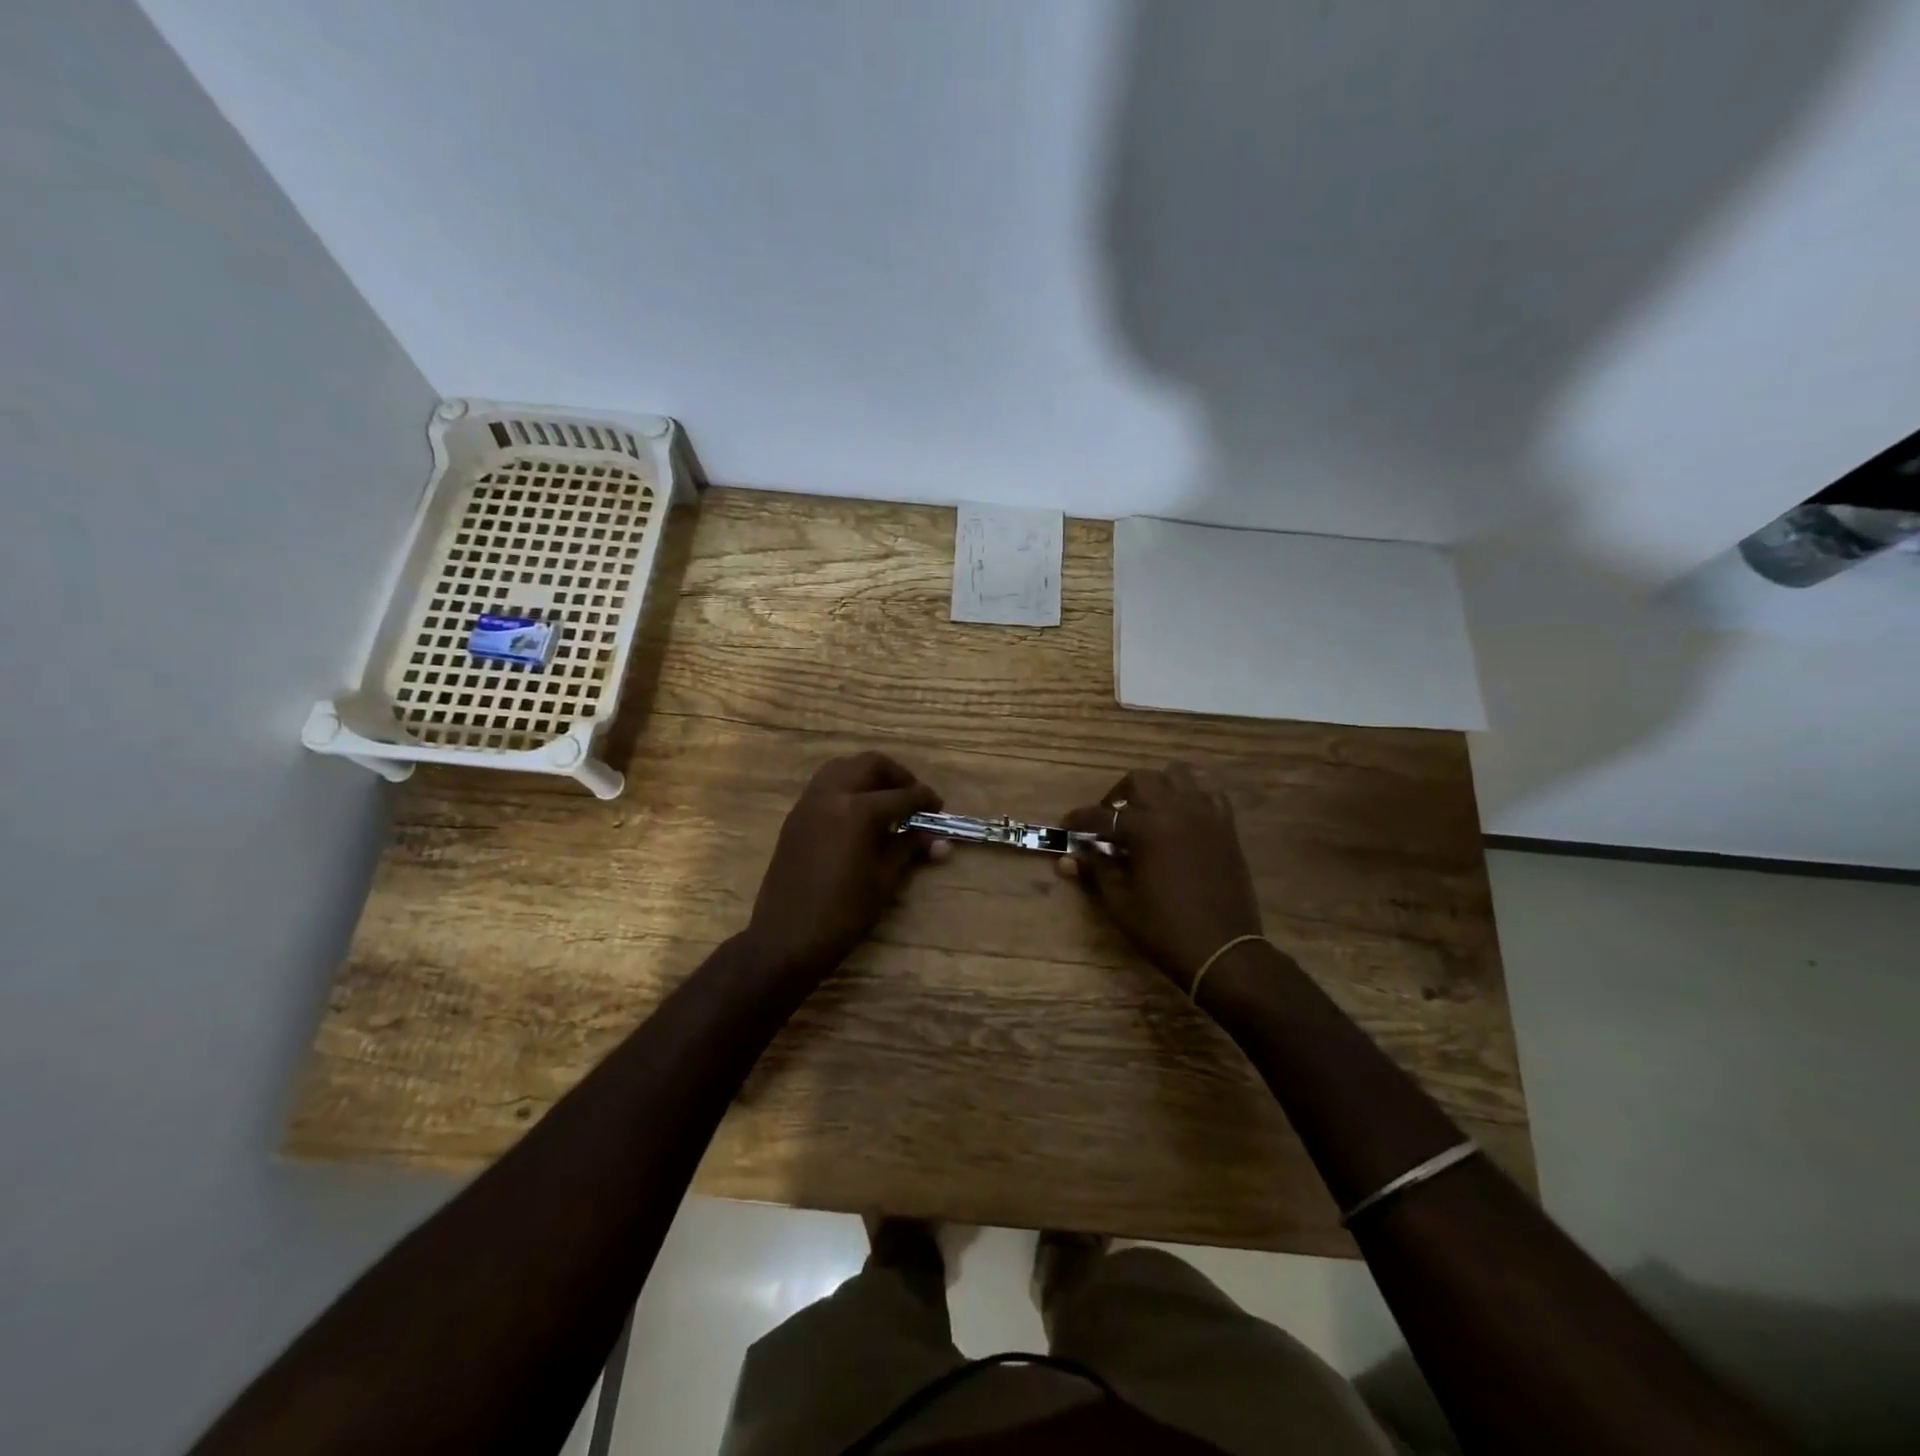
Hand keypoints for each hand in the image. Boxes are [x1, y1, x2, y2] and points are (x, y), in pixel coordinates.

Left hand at [745, 752, 945, 978]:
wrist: (786, 938)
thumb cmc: (843, 913)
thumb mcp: (884, 880)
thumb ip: (908, 849)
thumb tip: (939, 840)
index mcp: (857, 810)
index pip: (901, 795)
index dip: (924, 800)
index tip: (938, 808)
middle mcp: (831, 795)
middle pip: (870, 765)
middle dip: (896, 776)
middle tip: (912, 798)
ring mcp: (808, 803)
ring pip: (843, 768)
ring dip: (868, 776)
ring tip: (885, 801)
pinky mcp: (795, 817)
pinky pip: (825, 786)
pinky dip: (847, 788)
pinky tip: (858, 815)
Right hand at [1060, 764, 1263, 990]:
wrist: (1222, 950)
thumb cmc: (1164, 929)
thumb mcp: (1120, 902)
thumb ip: (1095, 871)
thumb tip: (1068, 858)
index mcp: (1147, 829)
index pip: (1103, 815)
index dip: (1080, 819)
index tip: (1067, 825)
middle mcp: (1176, 810)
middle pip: (1140, 780)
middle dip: (1118, 795)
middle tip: (1109, 820)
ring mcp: (1205, 815)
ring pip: (1178, 776)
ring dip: (1156, 788)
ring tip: (1147, 813)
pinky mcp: (1226, 827)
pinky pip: (1208, 794)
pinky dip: (1190, 797)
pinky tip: (1180, 819)